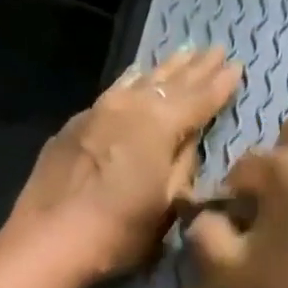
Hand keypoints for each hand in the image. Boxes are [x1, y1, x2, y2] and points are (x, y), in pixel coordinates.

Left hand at [6, 46, 242, 279]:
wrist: (51, 239)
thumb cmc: (119, 232)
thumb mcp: (166, 210)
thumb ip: (183, 171)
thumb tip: (189, 146)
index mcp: (160, 126)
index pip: (199, 99)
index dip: (219, 84)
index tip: (237, 66)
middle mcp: (131, 107)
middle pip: (169, 81)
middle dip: (195, 67)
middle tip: (216, 49)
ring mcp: (99, 111)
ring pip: (139, 81)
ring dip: (163, 69)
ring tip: (182, 54)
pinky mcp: (75, 125)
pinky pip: (114, 92)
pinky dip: (132, 83)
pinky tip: (134, 79)